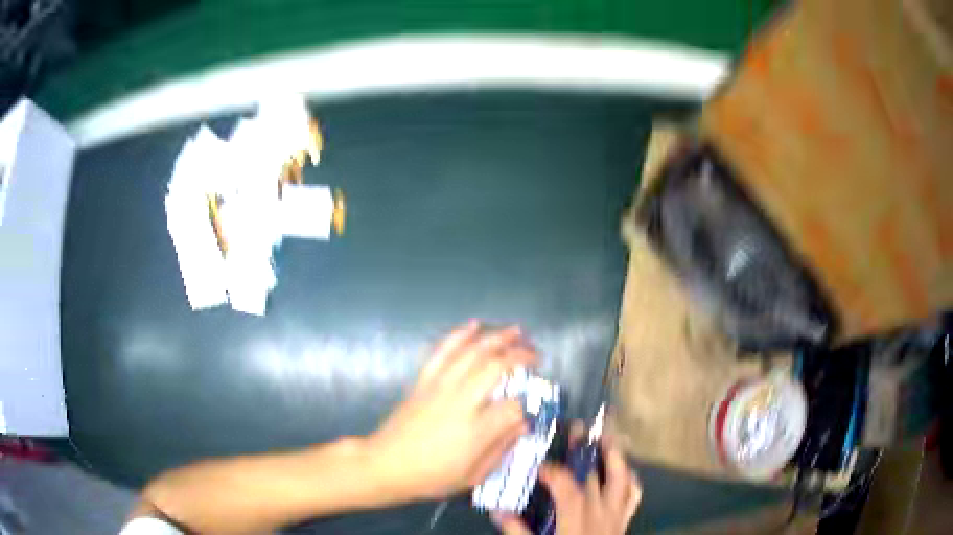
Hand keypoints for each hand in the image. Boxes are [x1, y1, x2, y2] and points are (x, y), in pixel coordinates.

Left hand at [367, 321, 535, 499]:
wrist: (386, 464)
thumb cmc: (432, 476)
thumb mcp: (473, 475)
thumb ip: (501, 449)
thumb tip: (522, 425)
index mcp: (476, 429)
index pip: (513, 406)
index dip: (527, 405)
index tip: (528, 409)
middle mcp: (461, 401)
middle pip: (496, 366)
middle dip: (521, 355)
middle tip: (536, 354)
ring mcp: (441, 386)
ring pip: (472, 352)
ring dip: (497, 337)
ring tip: (516, 330)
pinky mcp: (424, 380)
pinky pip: (443, 351)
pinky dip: (459, 335)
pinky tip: (474, 325)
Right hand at [494, 424, 641, 534]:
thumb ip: (518, 532)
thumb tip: (498, 510)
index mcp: (577, 521)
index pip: (568, 488)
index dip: (554, 471)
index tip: (539, 465)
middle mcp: (601, 514)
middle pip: (596, 476)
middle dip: (585, 451)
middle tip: (577, 429)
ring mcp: (617, 516)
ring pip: (622, 479)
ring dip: (616, 457)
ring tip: (608, 437)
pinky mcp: (624, 522)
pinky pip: (633, 497)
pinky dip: (630, 481)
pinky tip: (625, 471)